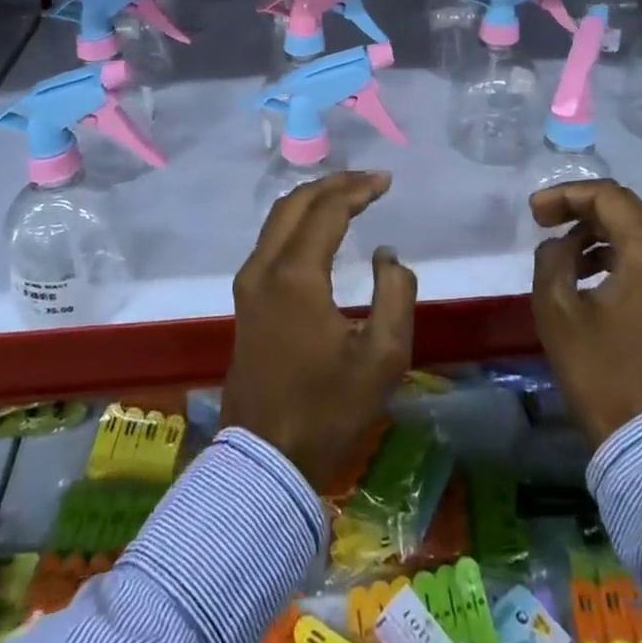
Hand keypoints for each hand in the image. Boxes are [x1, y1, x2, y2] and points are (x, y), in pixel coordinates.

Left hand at [222, 171, 416, 485]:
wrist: (265, 462)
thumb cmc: (328, 410)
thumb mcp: (383, 357)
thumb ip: (395, 294)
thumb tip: (388, 255)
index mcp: (295, 275)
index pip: (327, 210)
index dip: (358, 189)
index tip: (386, 181)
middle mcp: (264, 267)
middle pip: (296, 203)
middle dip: (334, 184)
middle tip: (369, 180)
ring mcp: (249, 283)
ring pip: (278, 218)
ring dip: (314, 199)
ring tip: (348, 194)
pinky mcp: (245, 300)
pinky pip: (271, 239)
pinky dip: (298, 219)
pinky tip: (319, 227)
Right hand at [529, 180, 641, 447]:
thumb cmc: (598, 370)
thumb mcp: (557, 308)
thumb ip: (552, 257)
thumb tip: (560, 244)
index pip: (608, 196)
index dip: (566, 194)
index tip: (534, 212)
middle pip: (625, 207)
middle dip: (581, 206)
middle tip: (543, 218)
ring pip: (637, 229)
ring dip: (597, 228)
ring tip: (560, 245)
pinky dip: (614, 250)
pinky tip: (585, 269)